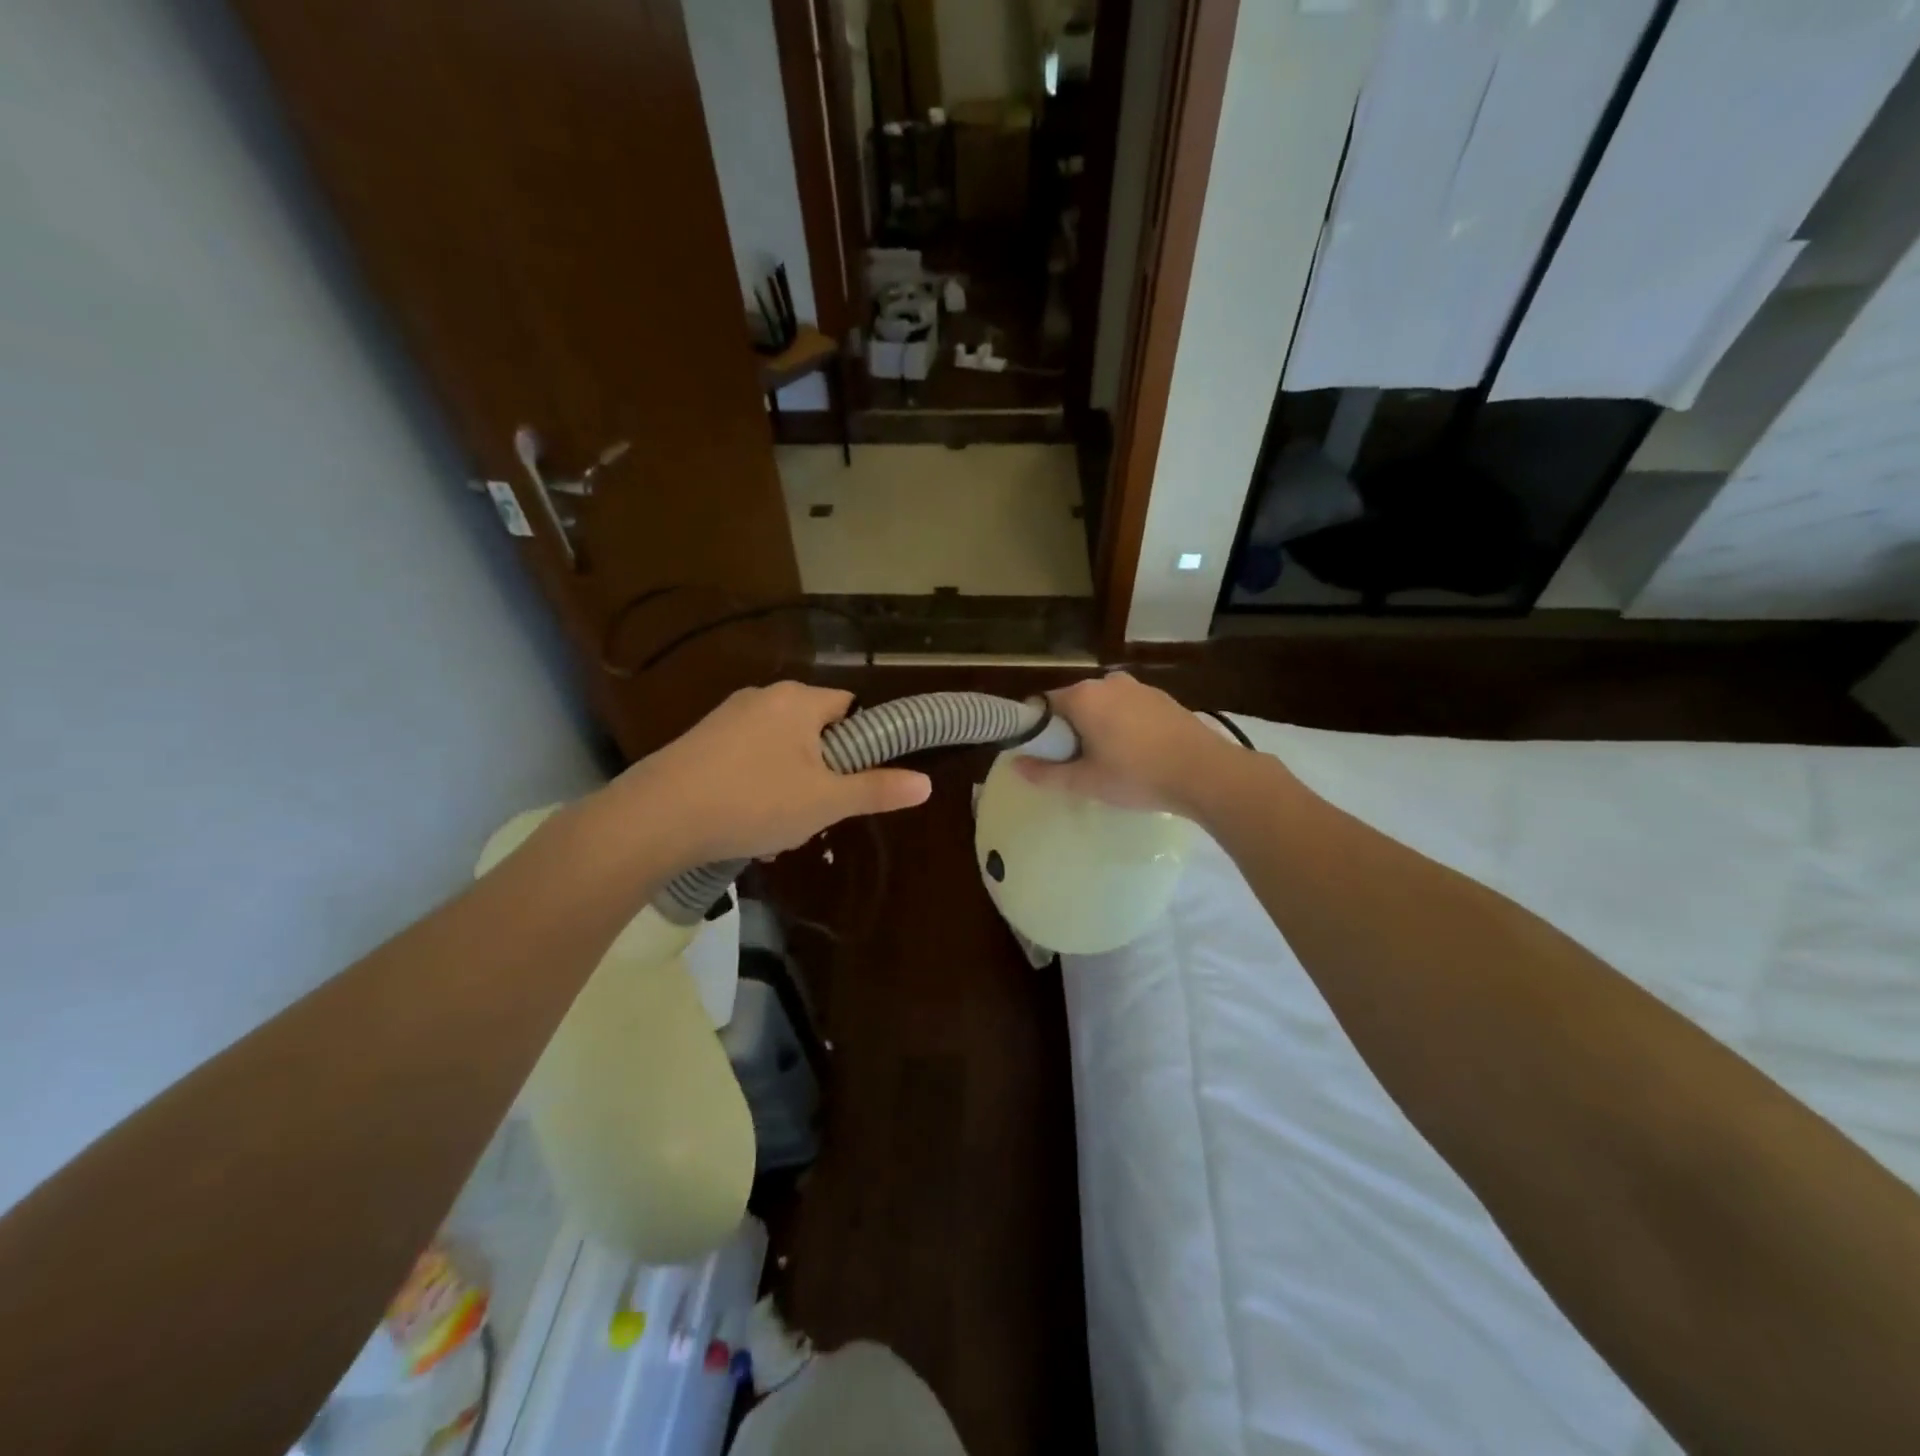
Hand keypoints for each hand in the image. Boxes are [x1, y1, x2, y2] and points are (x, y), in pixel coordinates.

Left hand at [621, 682, 931, 864]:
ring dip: (787, 790)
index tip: (852, 783)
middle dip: (820, 776)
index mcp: (798, 700)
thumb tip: (926, 783)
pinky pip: (745, 761)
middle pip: (813, 734)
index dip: (859, 744)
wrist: (656, 817)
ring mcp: (726, 718)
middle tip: (814, 816)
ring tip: (775, 834)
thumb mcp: (825, 802)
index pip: (849, 707)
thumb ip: (877, 790)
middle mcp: (762, 697)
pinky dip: (754, 789)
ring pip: (778, 753)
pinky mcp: (698, 742)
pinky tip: (742, 827)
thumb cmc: (754, 801)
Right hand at [1015, 672, 1238, 815]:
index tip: (1046, 756)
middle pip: (1074, 704)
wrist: (1205, 773)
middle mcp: (1108, 682)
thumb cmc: (1137, 776)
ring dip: (1099, 728)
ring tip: (1109, 763)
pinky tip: (1137, 754)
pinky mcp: (1163, 699)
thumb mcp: (1086, 781)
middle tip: (1077, 765)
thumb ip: (1046, 773)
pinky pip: (1129, 709)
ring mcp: (1139, 688)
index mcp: (1083, 696)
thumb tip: (1016, 764)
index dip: (1039, 731)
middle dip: (1070, 730)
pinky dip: (1124, 726)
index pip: (1044, 705)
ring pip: (1104, 706)